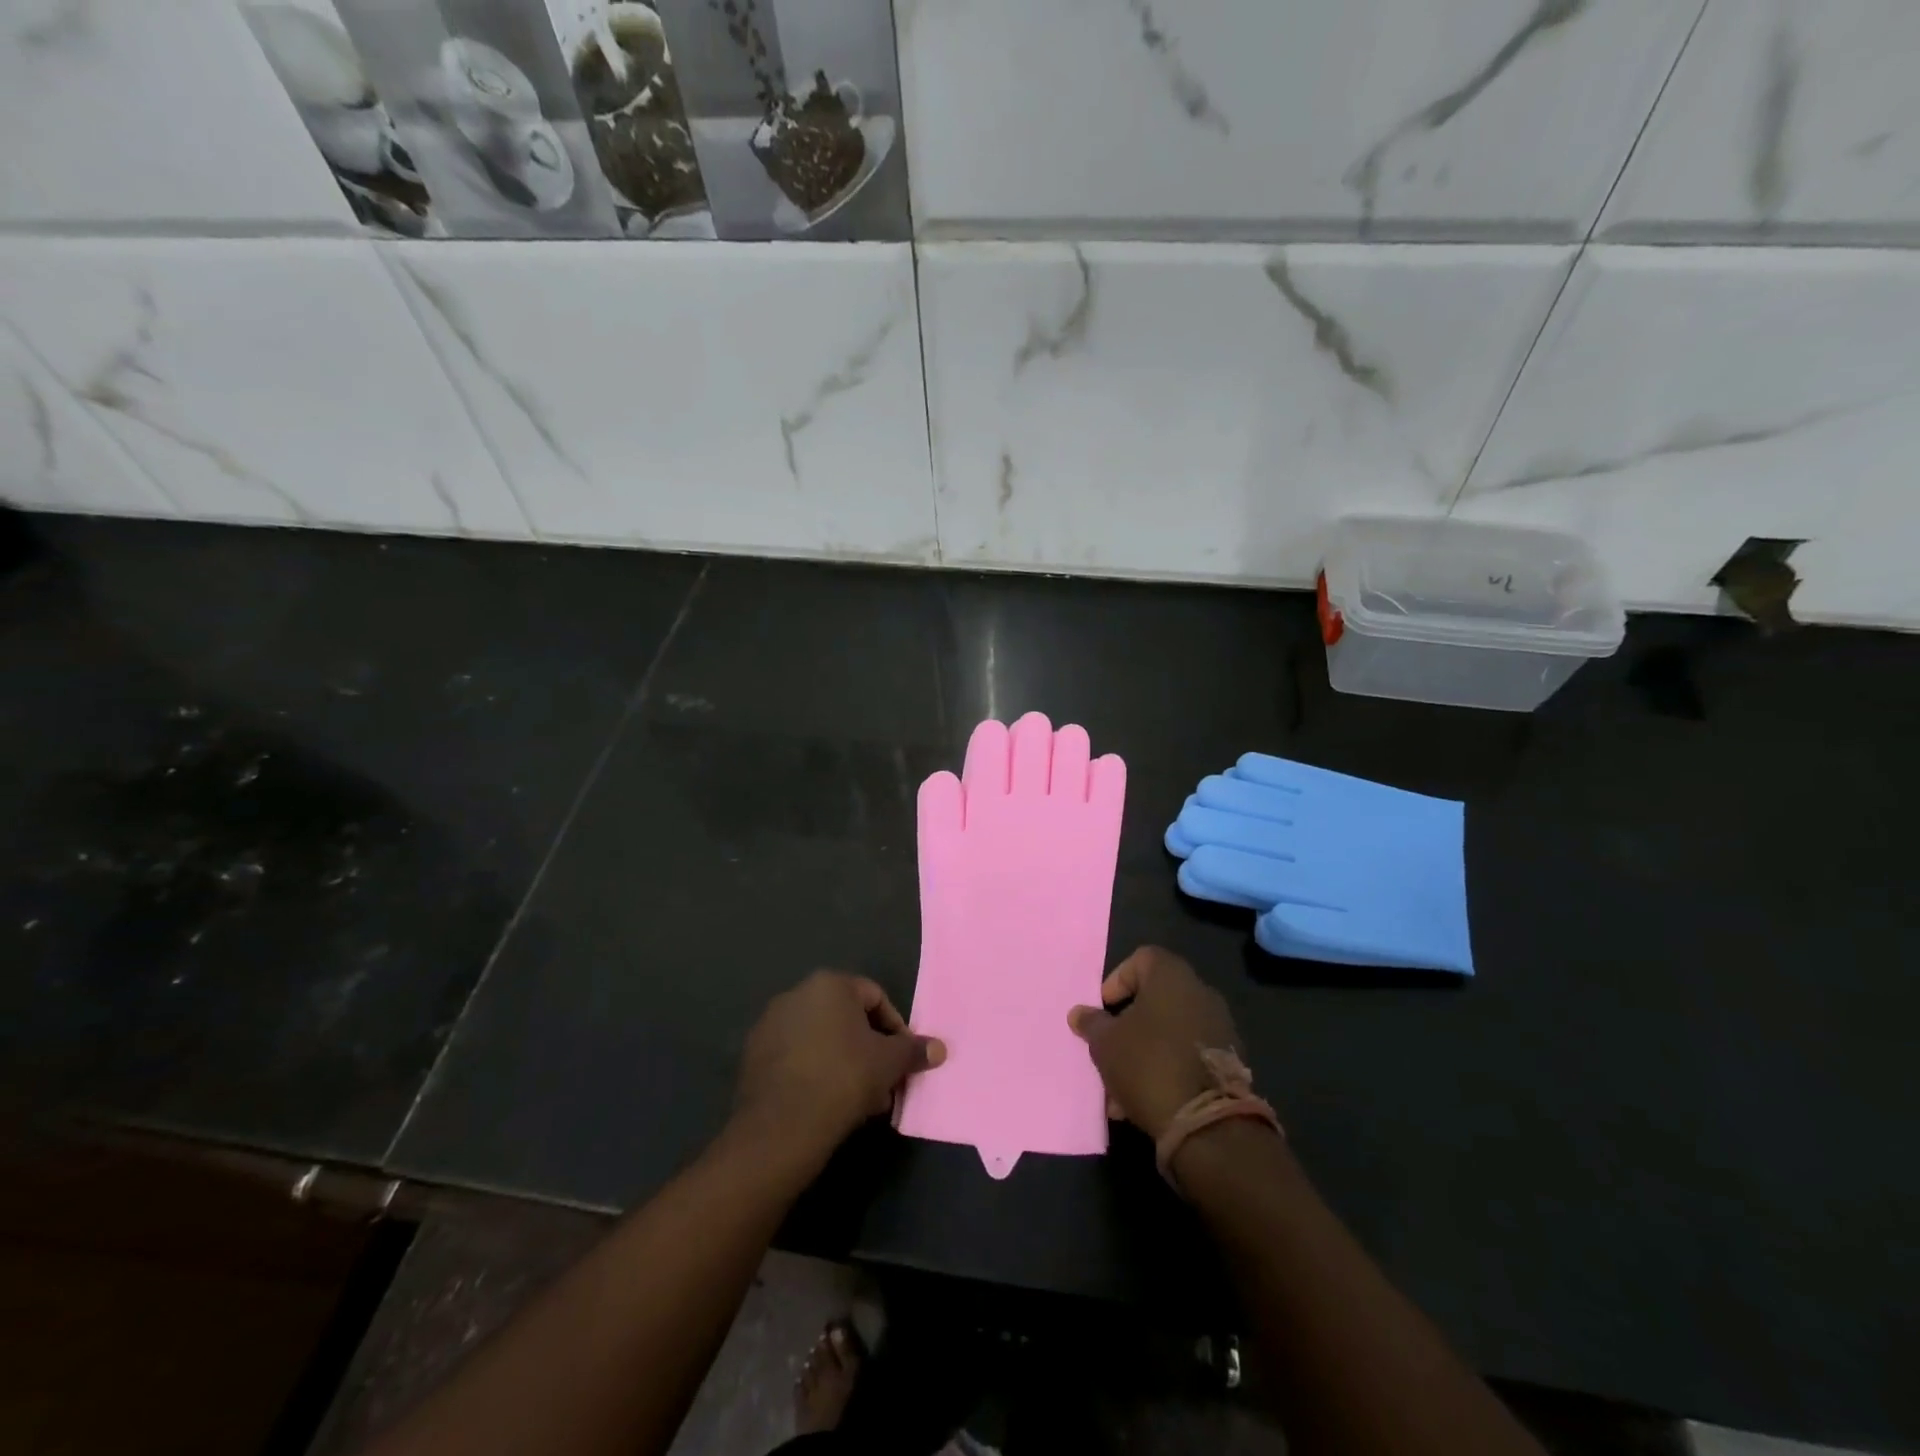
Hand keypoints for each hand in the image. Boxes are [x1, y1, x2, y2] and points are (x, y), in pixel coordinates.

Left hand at [733, 971, 945, 1168]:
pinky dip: (815, 1072)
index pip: (875, 997)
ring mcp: (770, 1024)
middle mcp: (796, 994)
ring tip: (859, 1100)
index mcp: (829, 984)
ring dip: (844, 1062)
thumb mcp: (889, 1063)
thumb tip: (939, 1048)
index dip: (895, 1028)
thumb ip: (914, 1050)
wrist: (780, 1127)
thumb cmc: (843, 1079)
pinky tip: (827, 1104)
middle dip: (869, 1049)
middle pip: (846, 1018)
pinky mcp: (752, 1056)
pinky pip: (796, 1057)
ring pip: (821, 1039)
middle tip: (883, 1082)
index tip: (902, 1060)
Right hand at [1067, 947, 1244, 1140]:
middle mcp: (1200, 993)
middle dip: (1128, 1025)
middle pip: (1154, 999)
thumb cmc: (1148, 1064)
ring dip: (1144, 1053)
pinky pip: (1187, 1056)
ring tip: (1120, 1090)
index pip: (1140, 959)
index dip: (1117, 981)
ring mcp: (1220, 1028)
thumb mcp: (1105, 1043)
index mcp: (1172, 976)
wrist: (1207, 1124)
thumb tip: (1080, 1013)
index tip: (1103, 1010)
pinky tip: (1145, 1102)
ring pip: (1169, 1032)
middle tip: (1109, 1050)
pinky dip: (1166, 1070)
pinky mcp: (1229, 1062)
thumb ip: (1091, 1023)